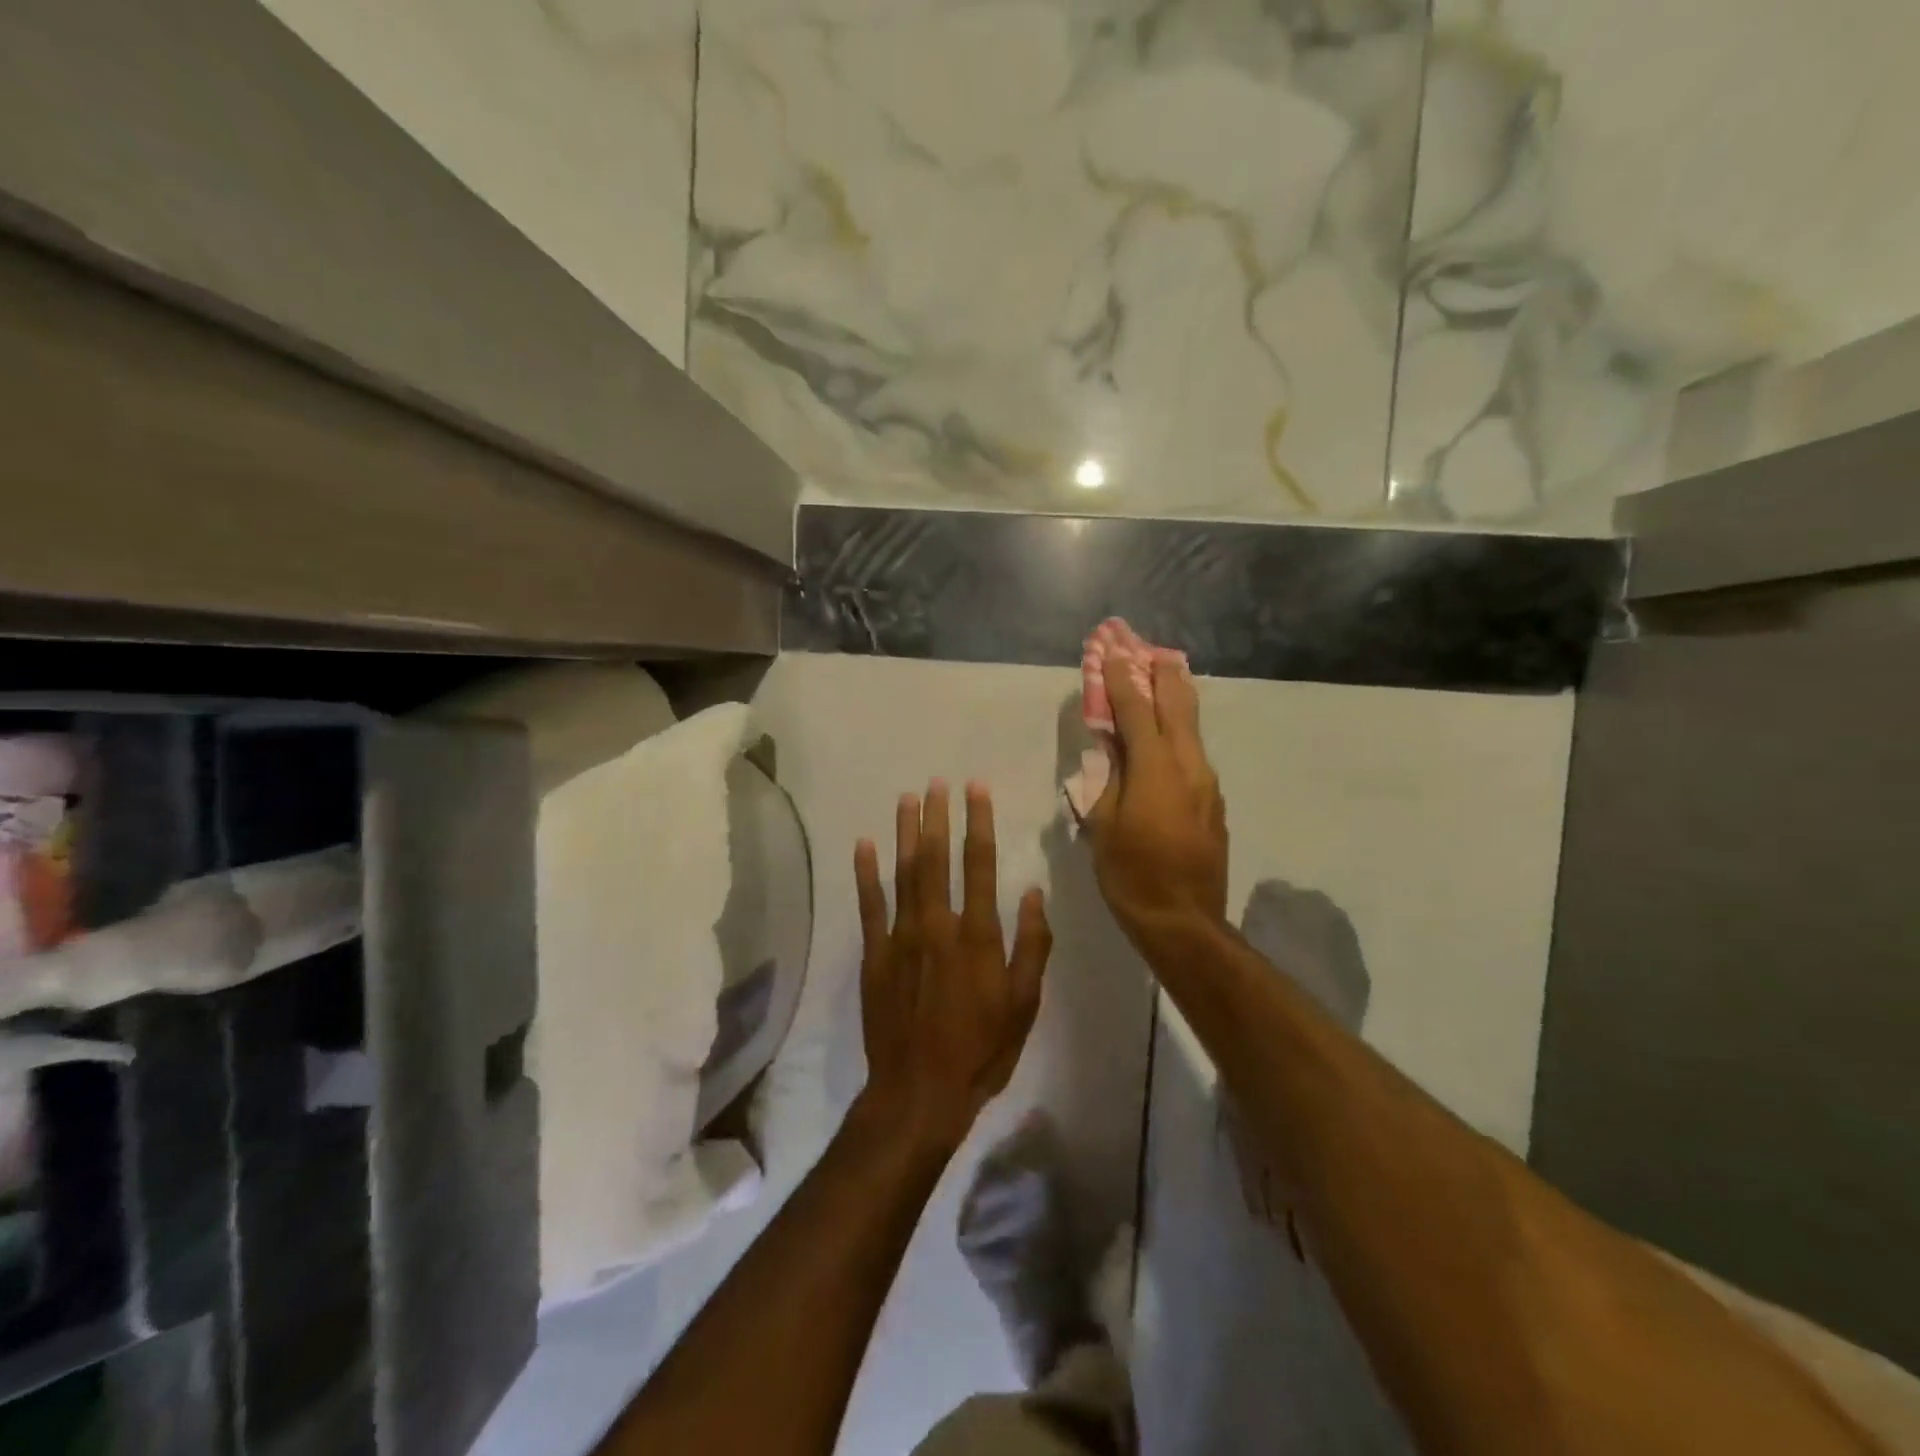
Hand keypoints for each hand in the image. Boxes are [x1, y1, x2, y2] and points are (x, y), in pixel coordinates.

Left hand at [854, 781, 1052, 1149]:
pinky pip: (869, 905)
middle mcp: (938, 925)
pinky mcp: (874, 955)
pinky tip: (864, 844)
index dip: (978, 822)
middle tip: (937, 781)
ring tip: (907, 798)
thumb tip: (1031, 892)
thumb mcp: (1023, 1005)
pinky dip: (866, 873)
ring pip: (904, 873)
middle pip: (937, 859)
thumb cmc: (980, 1051)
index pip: (980, 864)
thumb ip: (1031, 945)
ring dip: (906, 833)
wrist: (919, 1093)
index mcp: (978, 936)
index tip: (976, 789)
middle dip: (938, 816)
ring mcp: (901, 938)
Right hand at [1085, 651, 1229, 940]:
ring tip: (1166, 673)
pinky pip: (1195, 752)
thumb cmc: (1131, 874)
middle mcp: (1188, 765)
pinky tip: (1171, 730)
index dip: (1121, 679)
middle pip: (1177, 705)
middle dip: (1162, 673)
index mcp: (1155, 769)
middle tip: (1151, 647)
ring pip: (1192, 726)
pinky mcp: (1214, 800)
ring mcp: (1207, 782)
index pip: (1136, 710)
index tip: (1111, 651)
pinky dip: (1181, 729)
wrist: (1184, 921)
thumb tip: (1110, 748)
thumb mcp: (1103, 824)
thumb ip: (1107, 778)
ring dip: (1177, 697)